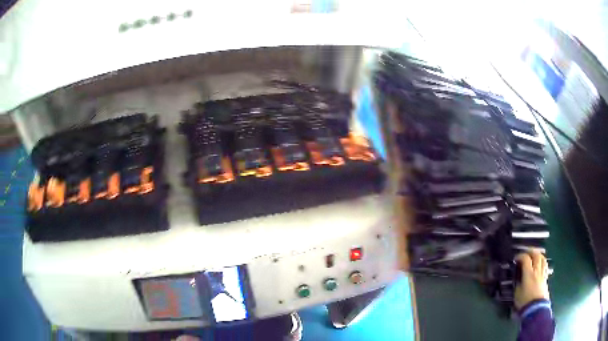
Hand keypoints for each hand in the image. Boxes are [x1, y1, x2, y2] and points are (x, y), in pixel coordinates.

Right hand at [514, 251, 549, 309]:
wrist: (536, 309)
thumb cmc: (524, 302)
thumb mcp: (517, 293)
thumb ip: (518, 282)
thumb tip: (518, 276)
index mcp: (529, 274)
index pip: (526, 259)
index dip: (520, 256)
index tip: (516, 259)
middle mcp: (537, 270)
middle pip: (536, 255)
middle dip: (530, 252)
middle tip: (525, 254)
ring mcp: (543, 273)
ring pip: (542, 258)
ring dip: (538, 255)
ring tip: (533, 256)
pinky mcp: (546, 277)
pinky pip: (545, 265)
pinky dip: (542, 262)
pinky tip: (539, 265)